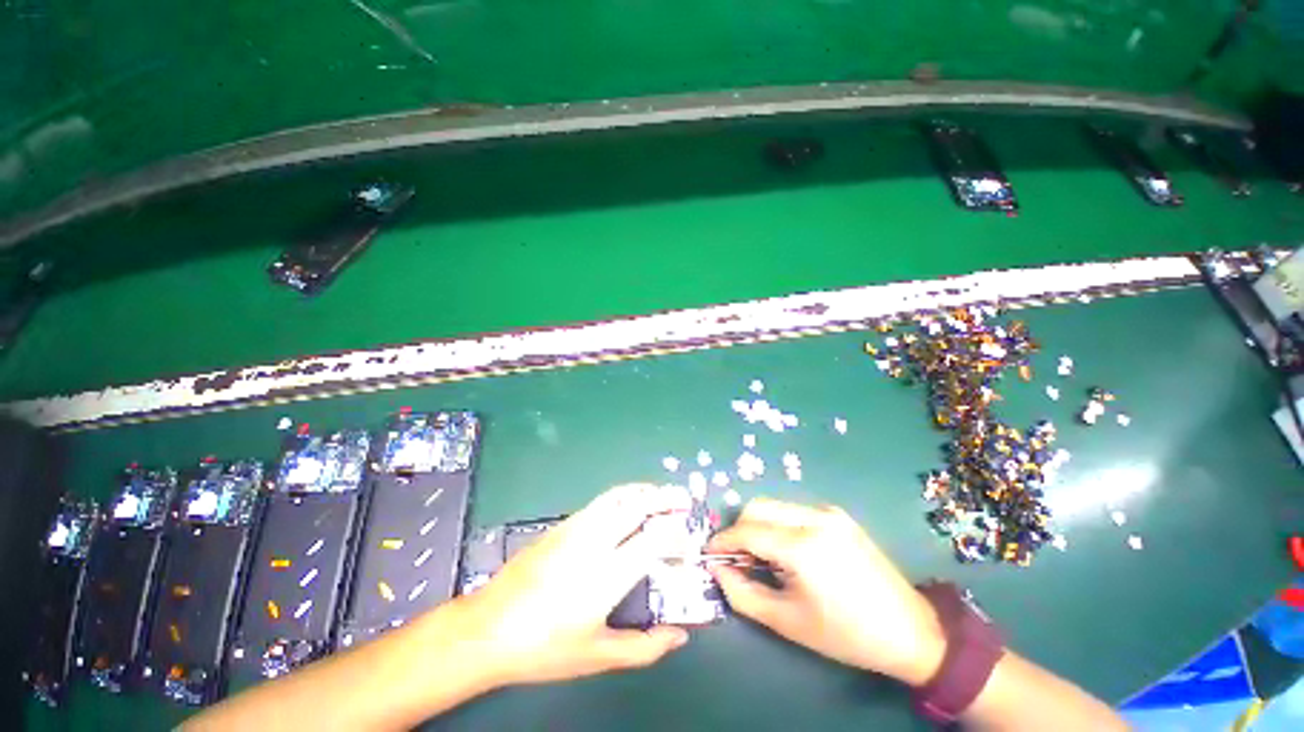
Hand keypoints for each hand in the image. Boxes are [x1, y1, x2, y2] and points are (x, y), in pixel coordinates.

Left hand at [458, 484, 692, 686]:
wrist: (488, 628)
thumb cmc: (544, 648)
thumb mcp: (597, 655)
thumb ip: (644, 647)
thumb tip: (679, 635)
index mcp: (607, 575)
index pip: (652, 540)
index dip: (676, 532)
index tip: (688, 534)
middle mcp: (594, 542)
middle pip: (637, 506)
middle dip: (665, 498)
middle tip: (684, 497)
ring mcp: (576, 528)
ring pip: (618, 496)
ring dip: (644, 491)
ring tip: (660, 493)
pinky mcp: (562, 525)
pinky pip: (600, 501)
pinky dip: (622, 495)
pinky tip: (627, 503)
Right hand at [707, 498, 944, 685]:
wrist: (911, 631)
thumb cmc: (846, 634)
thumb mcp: (787, 622)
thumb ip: (743, 593)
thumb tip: (717, 569)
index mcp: (803, 546)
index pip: (747, 530)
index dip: (723, 540)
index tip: (709, 553)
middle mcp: (814, 518)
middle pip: (758, 507)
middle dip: (739, 529)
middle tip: (735, 557)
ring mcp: (828, 512)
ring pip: (774, 506)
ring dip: (758, 526)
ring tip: (759, 557)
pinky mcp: (838, 515)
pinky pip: (794, 511)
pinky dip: (778, 525)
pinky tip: (785, 551)